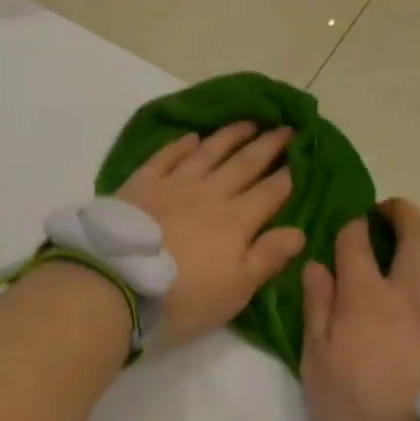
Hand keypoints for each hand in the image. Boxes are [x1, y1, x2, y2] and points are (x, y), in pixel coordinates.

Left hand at [114, 123, 306, 352]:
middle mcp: (209, 194)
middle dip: (267, 146)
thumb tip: (299, 231)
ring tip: (247, 123)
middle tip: (285, 128)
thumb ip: (267, 258)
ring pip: (208, 152)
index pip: (270, 193)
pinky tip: (192, 137)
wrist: (117, 283)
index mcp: (236, 221)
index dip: (287, 175)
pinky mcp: (142, 183)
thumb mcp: (234, 290)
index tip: (302, 157)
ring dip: (229, 136)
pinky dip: (181, 145)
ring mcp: (174, 184)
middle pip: (244, 164)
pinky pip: (167, 156)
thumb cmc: (182, 297)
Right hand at [300, 198, 419, 420]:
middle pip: (414, 231)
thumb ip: (317, 309)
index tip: (347, 229)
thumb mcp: (318, 364)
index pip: (355, 240)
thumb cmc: (359, 414)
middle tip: (388, 214)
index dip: (350, 227)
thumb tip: (317, 266)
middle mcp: (411, 290)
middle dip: (400, 212)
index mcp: (364, 295)